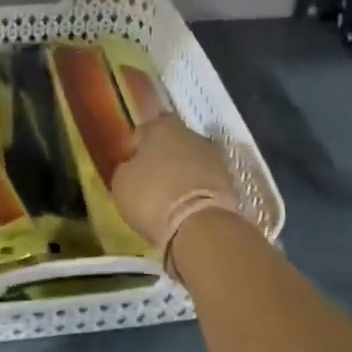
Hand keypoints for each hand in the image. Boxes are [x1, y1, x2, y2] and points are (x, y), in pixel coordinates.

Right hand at [110, 114, 237, 247]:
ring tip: (171, 197)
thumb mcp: (121, 182)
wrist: (199, 224)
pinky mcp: (230, 180)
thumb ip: (127, 167)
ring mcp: (214, 156)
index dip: (136, 148)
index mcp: (161, 127)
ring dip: (183, 173)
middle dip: (163, 158)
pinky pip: (205, 180)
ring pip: (191, 161)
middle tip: (151, 181)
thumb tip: (134, 166)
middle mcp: (191, 133)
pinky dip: (197, 189)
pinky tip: (187, 206)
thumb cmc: (151, 196)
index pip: (144, 131)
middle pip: (172, 142)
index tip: (132, 167)